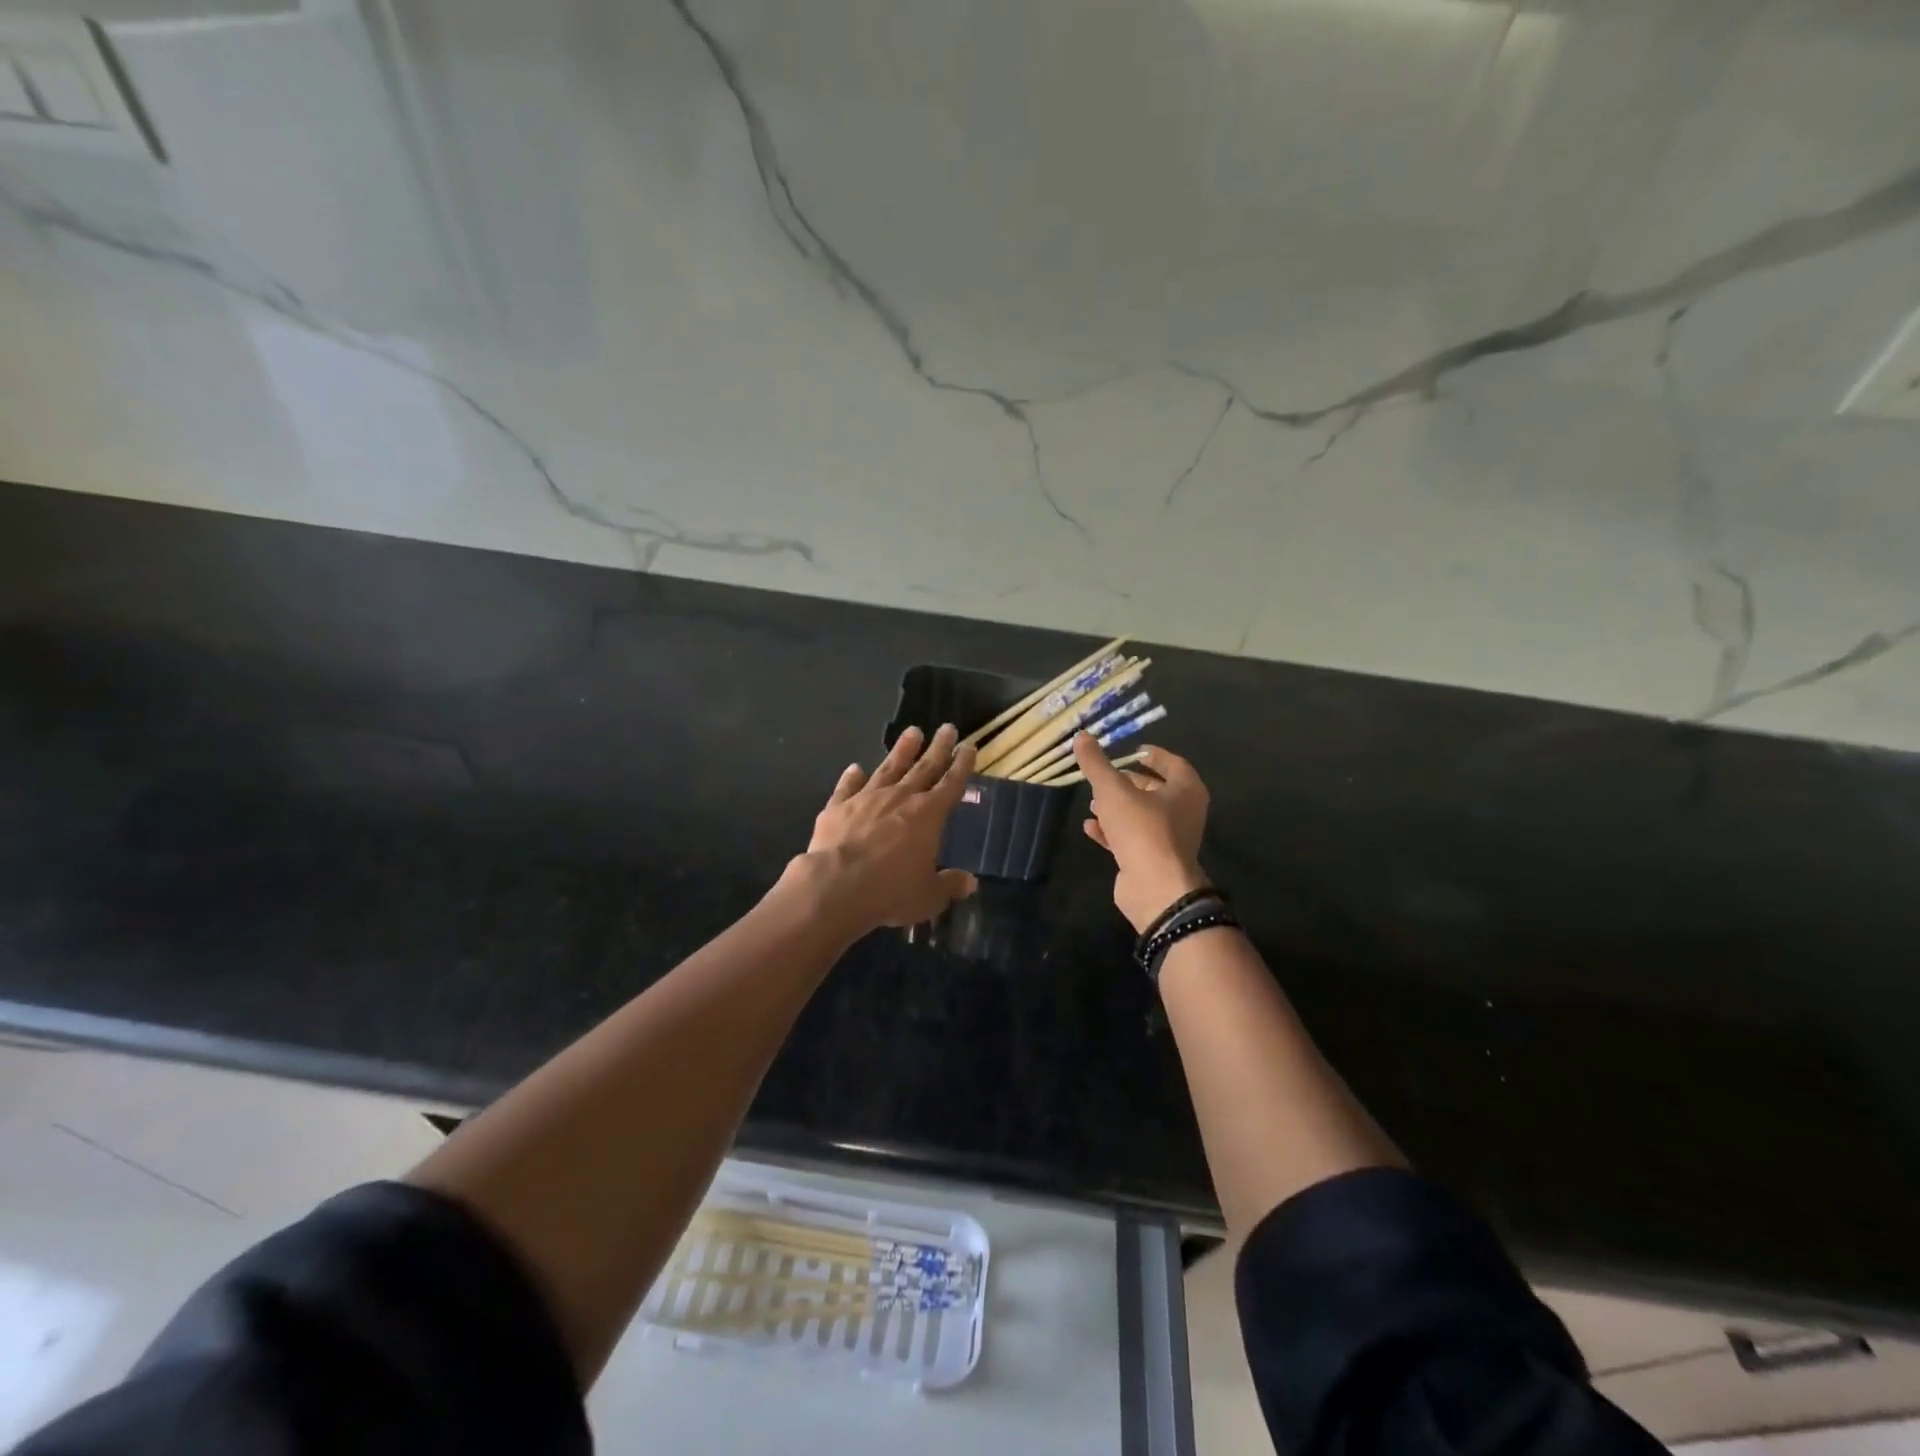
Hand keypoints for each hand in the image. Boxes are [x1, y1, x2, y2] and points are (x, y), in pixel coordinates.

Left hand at [794, 724, 979, 932]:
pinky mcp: (838, 807)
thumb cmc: (890, 892)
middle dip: (938, 748)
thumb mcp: (928, 896)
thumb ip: (949, 885)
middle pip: (924, 767)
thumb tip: (970, 882)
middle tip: (947, 727)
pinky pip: (848, 787)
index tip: (968, 746)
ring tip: (912, 732)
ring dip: (902, 750)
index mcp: (929, 815)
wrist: (836, 886)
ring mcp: (867, 798)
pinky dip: (852, 777)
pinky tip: (855, 768)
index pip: (951, 783)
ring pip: (888, 768)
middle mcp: (900, 798)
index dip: (962, 765)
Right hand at [1072, 734, 1210, 933]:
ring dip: (1117, 808)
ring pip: (1141, 816)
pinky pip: (1132, 839)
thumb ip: (1096, 764)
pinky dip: (1112, 832)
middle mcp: (1183, 813)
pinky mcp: (1153, 860)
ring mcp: (1169, 839)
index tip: (1133, 749)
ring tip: (1092, 802)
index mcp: (1186, 790)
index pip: (1173, 763)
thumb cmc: (1143, 830)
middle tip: (1105, 776)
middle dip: (1128, 783)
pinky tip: (1090, 827)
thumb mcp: (1114, 791)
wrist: (1155, 888)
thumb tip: (1081, 736)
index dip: (1153, 755)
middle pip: (1155, 790)